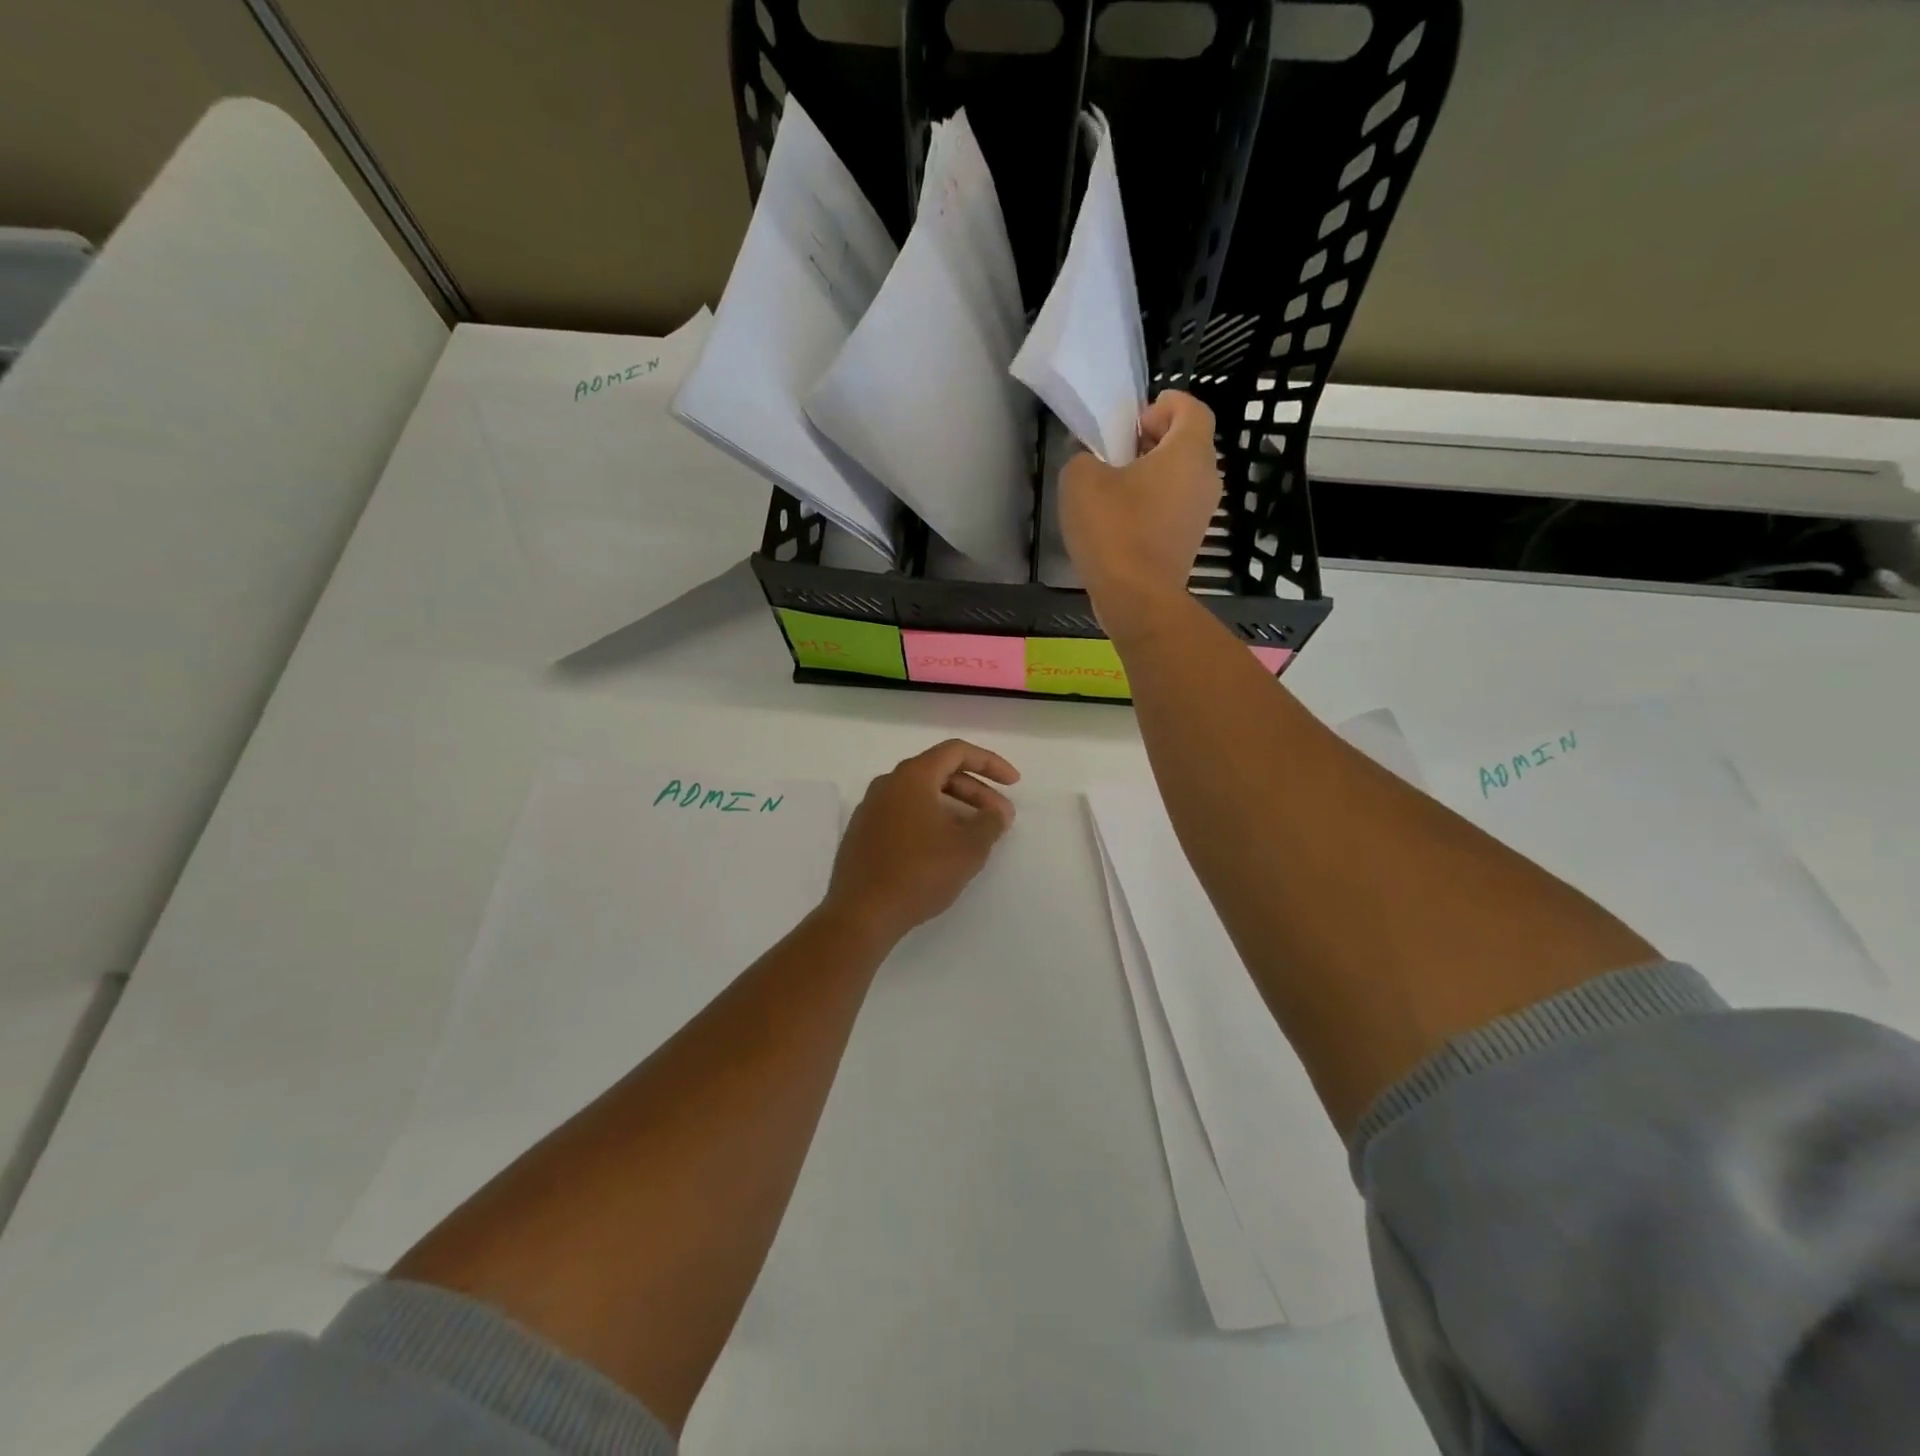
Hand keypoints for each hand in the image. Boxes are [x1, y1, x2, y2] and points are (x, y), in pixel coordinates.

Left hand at [822, 739, 1019, 945]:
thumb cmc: (919, 872)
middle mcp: (887, 784)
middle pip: (939, 772)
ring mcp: (870, 809)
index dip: (990, 763)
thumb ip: (990, 822)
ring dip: (954, 808)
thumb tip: (997, 812)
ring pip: (921, 796)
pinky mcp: (863, 834)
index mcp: (912, 776)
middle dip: (975, 791)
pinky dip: (930, 821)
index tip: (1013, 783)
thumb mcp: (968, 848)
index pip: (956, 751)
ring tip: (976, 834)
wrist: (862, 913)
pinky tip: (944, 848)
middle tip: (1000, 816)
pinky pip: (904, 814)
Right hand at [1060, 390, 1220, 639]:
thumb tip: (1093, 464)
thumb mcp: (1080, 480)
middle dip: (1156, 440)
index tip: (1134, 420)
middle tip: (1120, 450)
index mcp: (1188, 452)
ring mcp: (1201, 514)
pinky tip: (1121, 520)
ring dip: (1153, 475)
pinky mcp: (1189, 542)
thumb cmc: (1113, 530)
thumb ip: (1085, 458)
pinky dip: (1154, 504)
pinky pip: (1174, 507)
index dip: (1164, 406)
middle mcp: (1206, 478)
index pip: (1191, 409)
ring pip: (1181, 478)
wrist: (1136, 597)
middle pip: (1188, 444)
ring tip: (1115, 487)